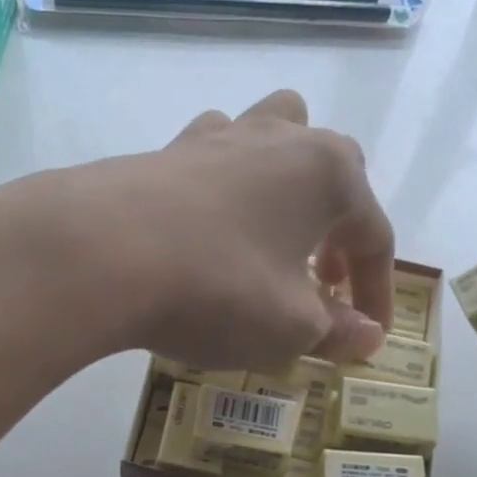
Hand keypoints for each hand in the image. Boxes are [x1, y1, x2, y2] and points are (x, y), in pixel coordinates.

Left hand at [0, 90, 393, 370]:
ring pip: (274, 139)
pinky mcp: (165, 150)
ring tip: (271, 235)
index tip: (370, 333)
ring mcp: (217, 137)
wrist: (98, 254)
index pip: (374, 234)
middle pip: (334, 171)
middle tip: (323, 280)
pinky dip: (226, 189)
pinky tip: (206, 228)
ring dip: (286, 183)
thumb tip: (368, 338)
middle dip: (338, 228)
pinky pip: (214, 160)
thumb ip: (336, 331)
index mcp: (328, 173)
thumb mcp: (289, 327)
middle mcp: (280, 138)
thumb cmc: (217, 289)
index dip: (378, 290)